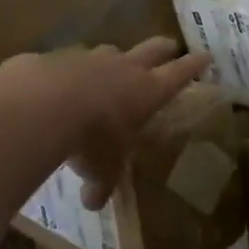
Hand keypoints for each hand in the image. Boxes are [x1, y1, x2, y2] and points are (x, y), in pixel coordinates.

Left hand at [11, 38, 211, 208]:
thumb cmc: (90, 139)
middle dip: (165, 48)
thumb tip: (93, 203)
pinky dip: (71, 69)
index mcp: (147, 92)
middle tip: (171, 45)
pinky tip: (60, 82)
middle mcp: (124, 69)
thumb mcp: (101, 170)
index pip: (179, 74)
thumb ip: (100, 184)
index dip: (194, 65)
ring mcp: (90, 58)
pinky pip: (69, 60)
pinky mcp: (57, 56)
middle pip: (152, 49)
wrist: (42, 105)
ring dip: (115, 57)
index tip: (206, 55)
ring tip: (112, 65)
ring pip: (110, 51)